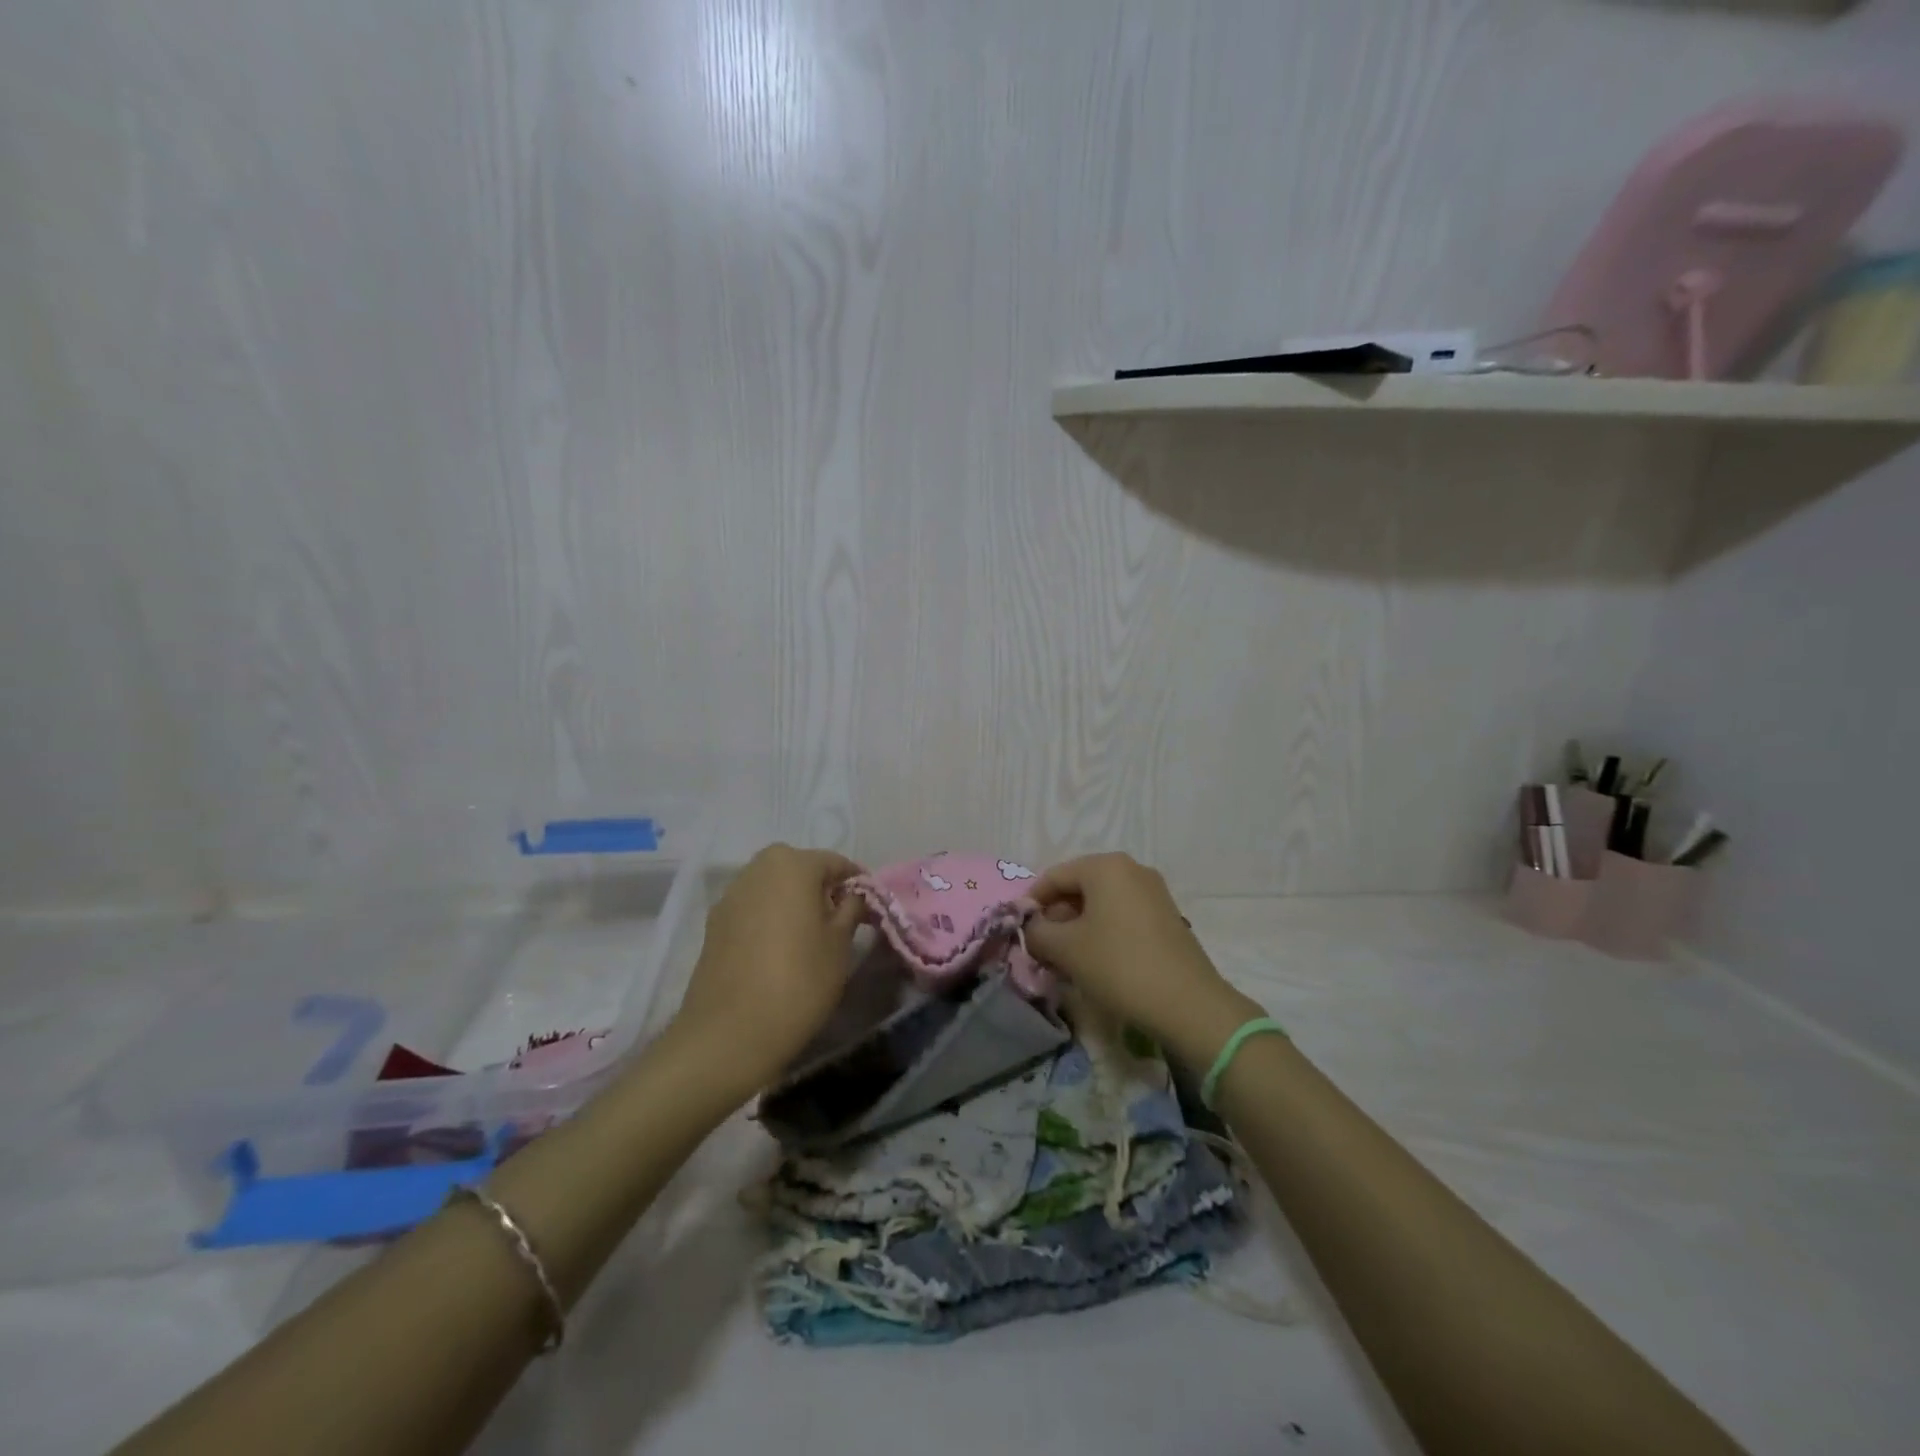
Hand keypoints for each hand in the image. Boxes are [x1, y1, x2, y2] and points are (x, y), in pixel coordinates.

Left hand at [671, 843, 863, 1098]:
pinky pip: (752, 909)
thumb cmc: (799, 981)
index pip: (836, 863)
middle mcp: (758, 869)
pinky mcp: (714, 923)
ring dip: (793, 902)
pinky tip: (778, 950)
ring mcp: (731, 895)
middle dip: (821, 889)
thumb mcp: (840, 944)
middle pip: (800, 869)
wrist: (730, 1033)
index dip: (856, 883)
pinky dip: (769, 919)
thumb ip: (851, 908)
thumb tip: (853, 895)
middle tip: (839, 921)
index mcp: (793, 865)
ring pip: (773, 888)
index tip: (870, 907)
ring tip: (809, 936)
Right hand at [1024, 853, 1262, 1070]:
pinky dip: (1103, 933)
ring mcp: (1153, 892)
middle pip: (1079, 887)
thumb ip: (1037, 933)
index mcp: (1105, 866)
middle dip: (1056, 918)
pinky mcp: (1166, 917)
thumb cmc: (1118, 965)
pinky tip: (1097, 963)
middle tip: (1043, 950)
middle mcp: (1131, 869)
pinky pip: (1122, 916)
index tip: (1021, 932)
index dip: (1031, 904)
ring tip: (1067, 961)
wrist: (1187, 1004)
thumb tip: (1032, 929)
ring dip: (1078, 928)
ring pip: (1101, 904)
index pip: (1054, 877)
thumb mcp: (1065, 949)